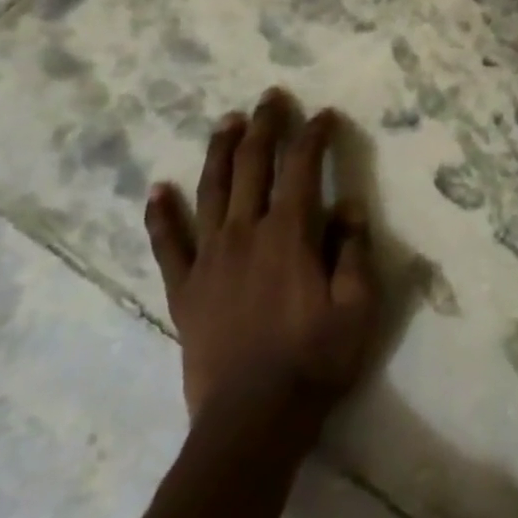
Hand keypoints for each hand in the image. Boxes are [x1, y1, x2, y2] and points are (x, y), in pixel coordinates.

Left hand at [144, 89, 378, 431]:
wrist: (253, 420)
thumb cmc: (316, 359)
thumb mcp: (358, 304)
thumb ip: (355, 250)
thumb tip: (350, 206)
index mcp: (290, 234)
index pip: (303, 168)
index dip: (314, 135)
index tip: (324, 114)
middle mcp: (245, 234)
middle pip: (253, 166)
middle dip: (265, 126)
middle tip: (271, 97)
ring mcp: (209, 260)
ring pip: (211, 191)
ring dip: (220, 151)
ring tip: (226, 121)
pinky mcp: (185, 290)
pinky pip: (168, 244)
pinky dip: (162, 214)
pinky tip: (159, 189)